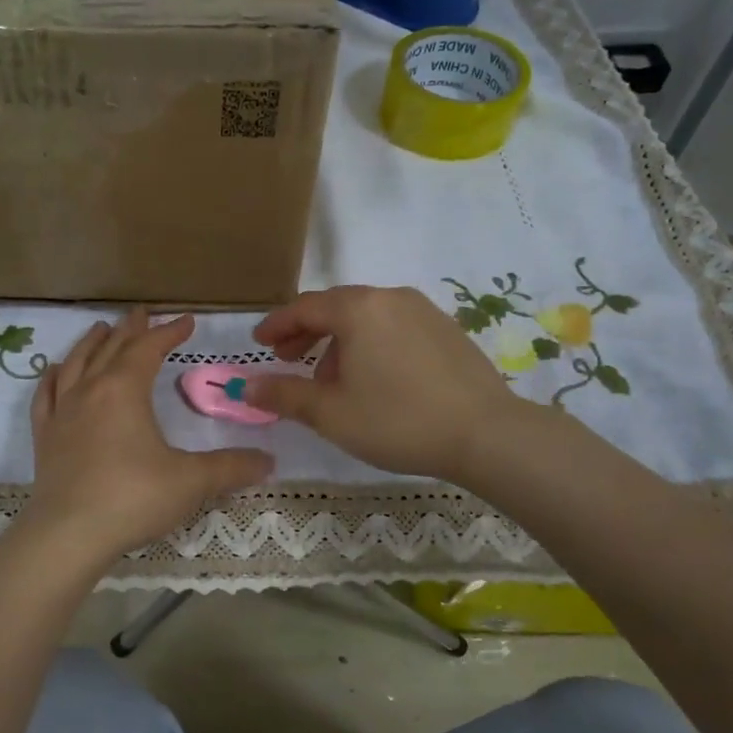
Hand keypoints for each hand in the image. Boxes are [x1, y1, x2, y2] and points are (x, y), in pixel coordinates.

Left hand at [24, 309, 273, 562]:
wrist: (69, 534)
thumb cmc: (133, 498)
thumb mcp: (191, 481)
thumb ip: (232, 468)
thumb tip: (270, 462)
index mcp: (124, 390)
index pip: (149, 349)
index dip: (169, 332)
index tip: (186, 321)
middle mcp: (90, 391)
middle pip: (111, 349)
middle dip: (130, 330)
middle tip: (141, 314)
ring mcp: (62, 413)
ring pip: (75, 364)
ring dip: (91, 344)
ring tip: (101, 330)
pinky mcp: (45, 437)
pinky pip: (46, 396)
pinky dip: (52, 378)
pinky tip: (54, 372)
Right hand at [246, 286, 528, 481]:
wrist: (486, 434)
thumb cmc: (398, 421)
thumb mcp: (331, 413)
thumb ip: (283, 395)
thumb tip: (246, 388)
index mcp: (358, 309)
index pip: (304, 307)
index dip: (276, 325)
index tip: (259, 343)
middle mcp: (390, 298)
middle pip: (336, 307)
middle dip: (306, 332)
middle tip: (287, 360)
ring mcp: (423, 310)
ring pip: (366, 317)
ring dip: (339, 341)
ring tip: (331, 380)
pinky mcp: (447, 329)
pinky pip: (393, 326)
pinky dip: (370, 344)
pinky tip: (373, 379)